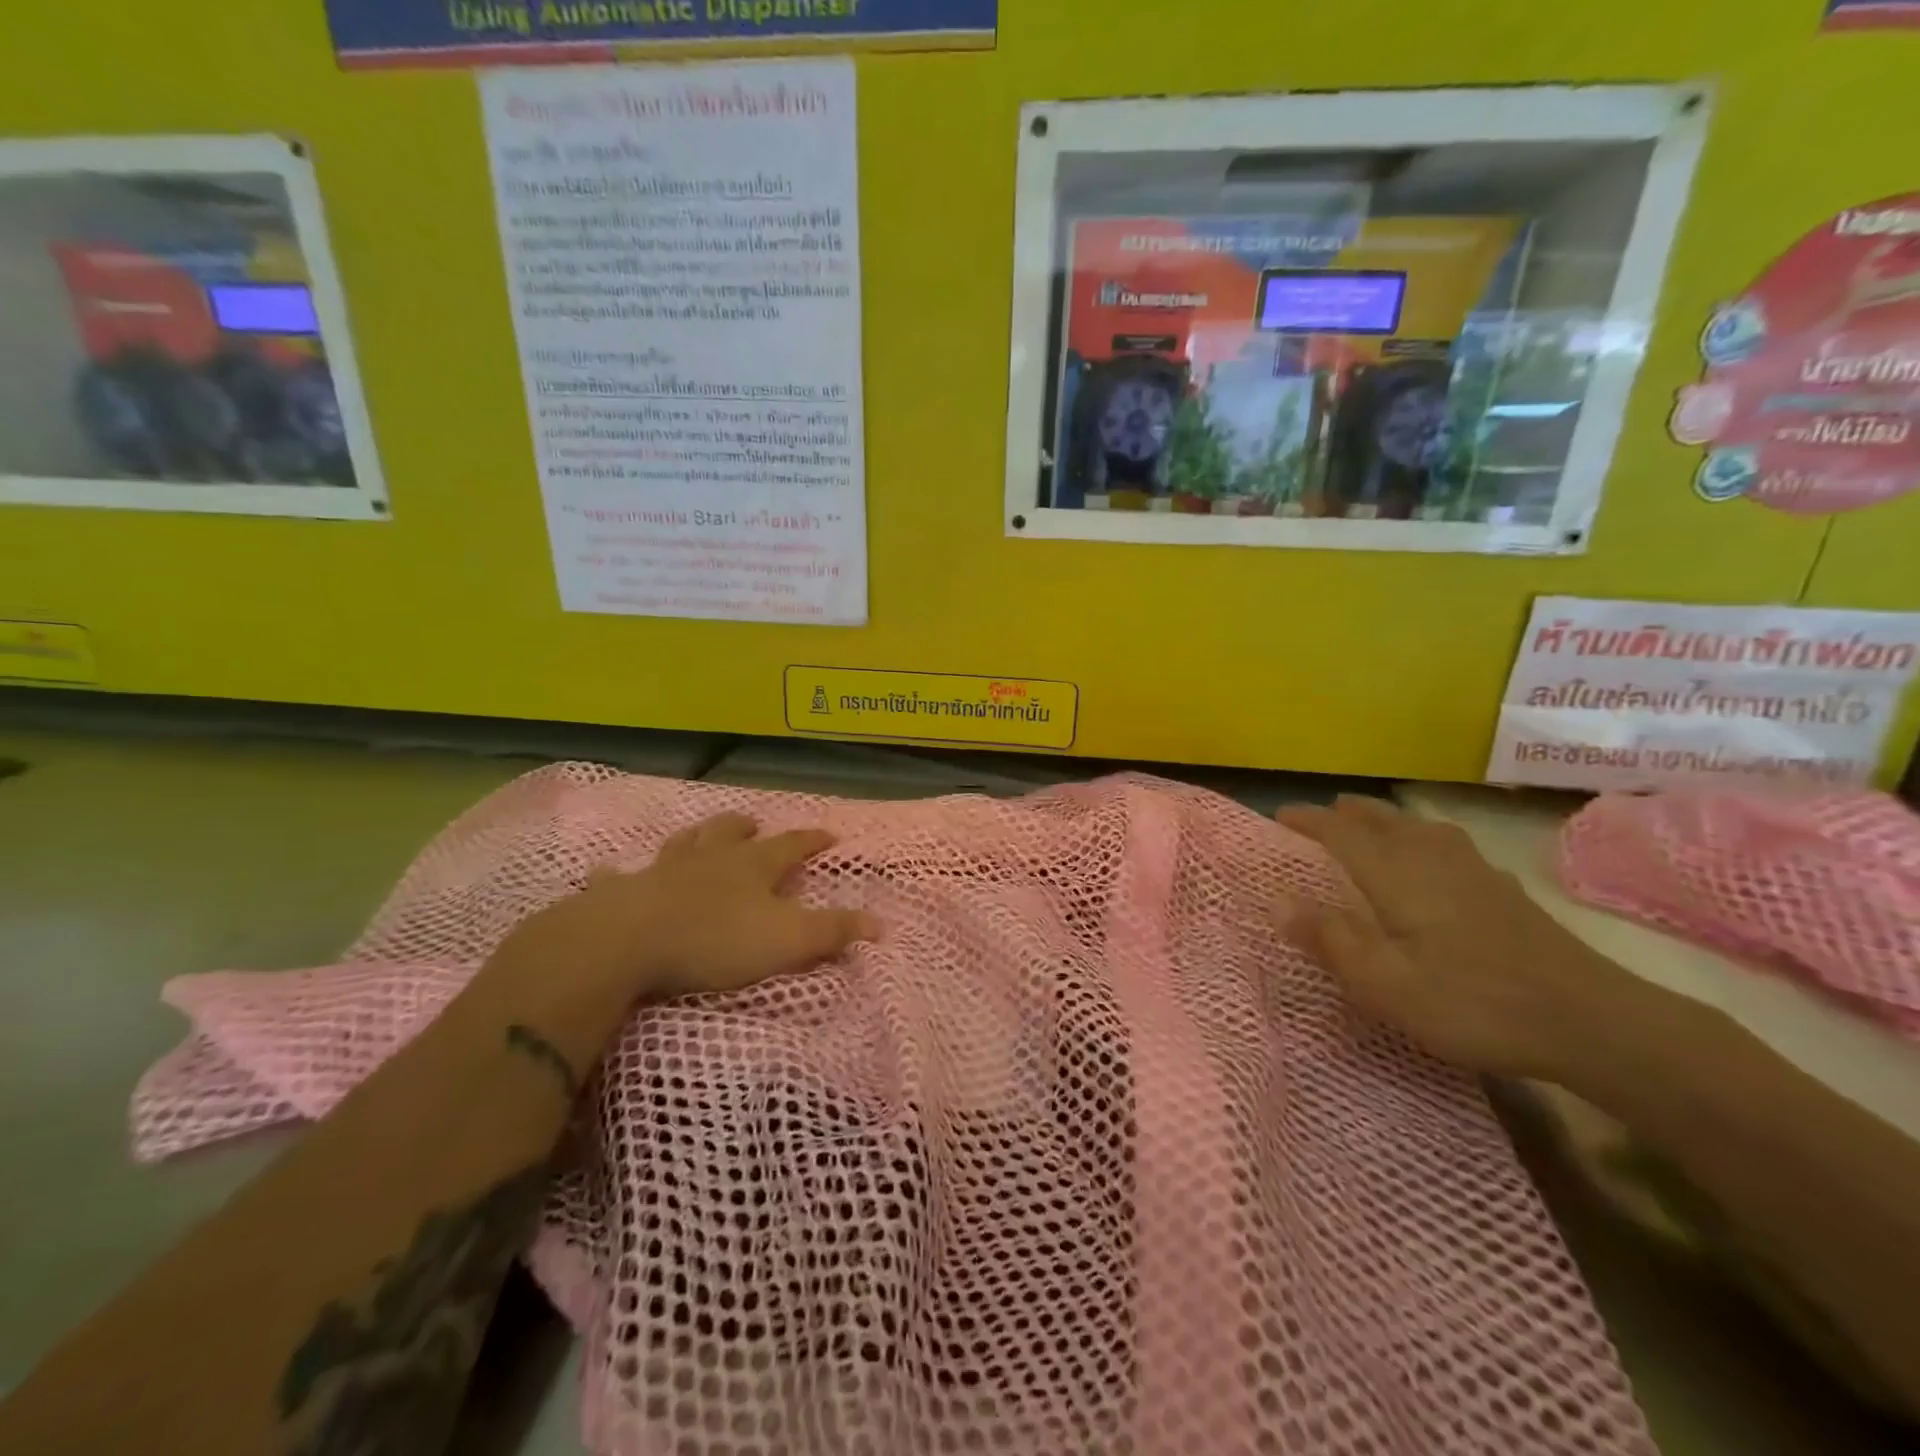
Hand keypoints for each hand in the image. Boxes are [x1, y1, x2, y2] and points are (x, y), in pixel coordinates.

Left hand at [495, 811, 881, 1010]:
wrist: (626, 942)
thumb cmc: (714, 939)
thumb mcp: (787, 940)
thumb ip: (833, 932)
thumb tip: (882, 923)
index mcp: (751, 867)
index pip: (791, 846)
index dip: (812, 840)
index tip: (830, 834)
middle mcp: (709, 860)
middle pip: (731, 834)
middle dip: (747, 828)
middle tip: (756, 824)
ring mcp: (661, 871)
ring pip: (684, 844)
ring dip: (697, 837)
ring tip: (702, 834)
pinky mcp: (620, 893)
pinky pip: (619, 878)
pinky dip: (619, 875)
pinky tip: (611, 872)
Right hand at [1276, 795, 1618, 1080]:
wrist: (1590, 1020)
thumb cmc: (1472, 1002)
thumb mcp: (1385, 984)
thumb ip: (1329, 939)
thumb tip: (1276, 900)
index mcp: (1397, 875)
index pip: (1342, 833)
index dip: (1308, 821)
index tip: (1278, 815)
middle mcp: (1432, 859)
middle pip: (1383, 820)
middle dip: (1347, 812)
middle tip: (1321, 813)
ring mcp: (1474, 871)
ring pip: (1418, 827)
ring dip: (1385, 818)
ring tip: (1369, 821)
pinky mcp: (1503, 890)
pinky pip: (1448, 843)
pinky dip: (1424, 837)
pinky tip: (1436, 857)